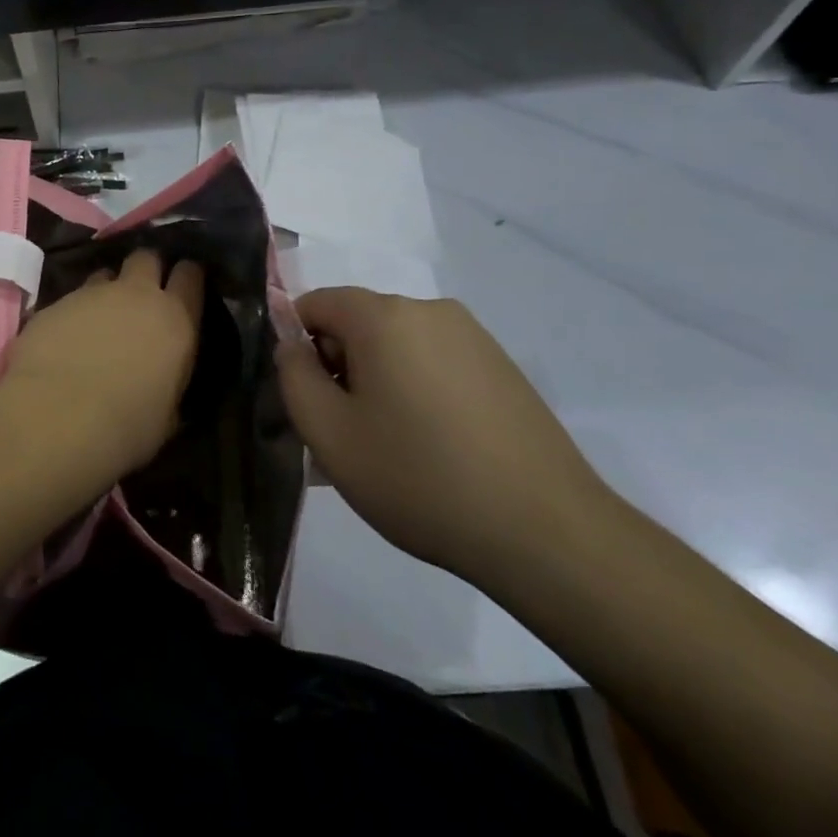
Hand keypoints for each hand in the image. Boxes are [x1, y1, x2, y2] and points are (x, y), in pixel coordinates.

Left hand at [0, 249, 204, 473]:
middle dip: (148, 269)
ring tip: (101, 318)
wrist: (55, 418)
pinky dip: (75, 313)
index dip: (189, 275)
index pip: (190, 275)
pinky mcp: (55, 302)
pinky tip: (67, 339)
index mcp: (175, 319)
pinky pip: (72, 298)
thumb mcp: (167, 416)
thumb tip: (167, 383)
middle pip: (147, 258)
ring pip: (106, 274)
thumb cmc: (125, 427)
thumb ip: (171, 385)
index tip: (186, 285)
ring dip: (109, 290)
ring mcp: (92, 294)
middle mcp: (136, 294)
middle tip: (143, 293)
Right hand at [275, 288, 612, 584]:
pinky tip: (431, 449)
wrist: (545, 532)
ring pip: (397, 347)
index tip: (309, 401)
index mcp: (384, 316)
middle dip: (339, 368)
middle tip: (344, 435)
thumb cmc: (419, 478)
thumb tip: (292, 344)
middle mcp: (429, 310)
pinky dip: (416, 392)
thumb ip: (294, 376)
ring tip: (388, 449)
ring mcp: (473, 337)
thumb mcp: (329, 434)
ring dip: (377, 384)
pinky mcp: (502, 366)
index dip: (297, 347)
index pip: (315, 304)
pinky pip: (435, 363)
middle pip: (358, 324)